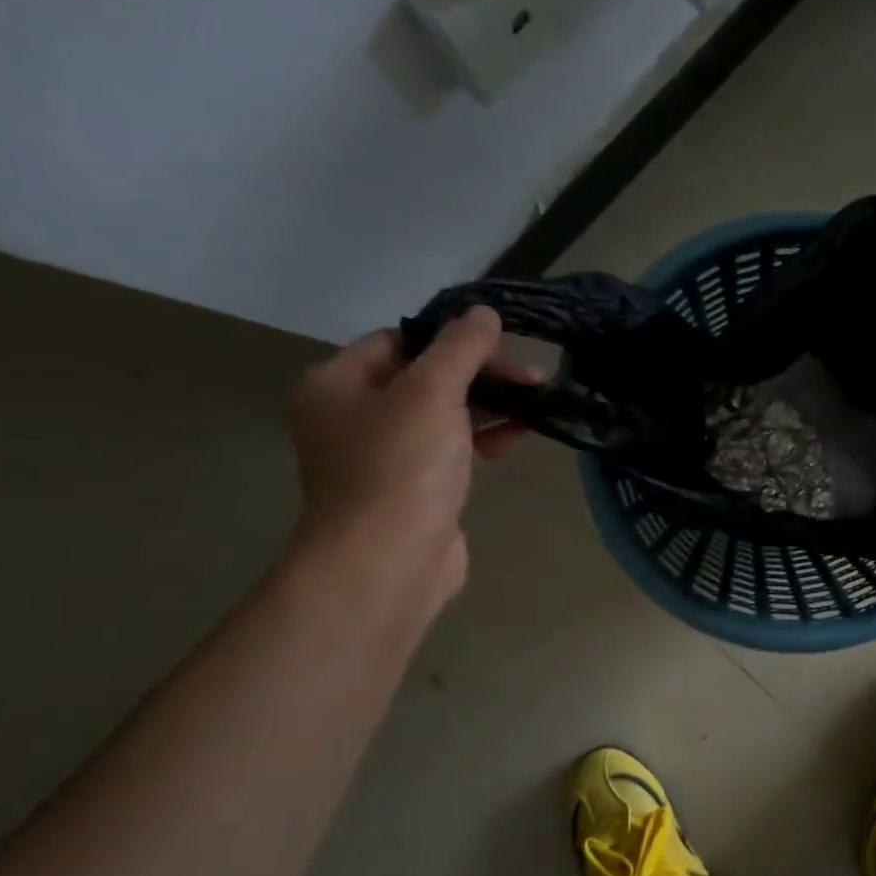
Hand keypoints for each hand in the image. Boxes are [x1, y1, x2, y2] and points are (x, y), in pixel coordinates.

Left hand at [288, 309, 526, 603]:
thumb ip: (461, 347)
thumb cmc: (401, 466)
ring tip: (538, 400)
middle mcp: (352, 416)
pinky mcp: (413, 488)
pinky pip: (451, 449)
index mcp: (336, 384)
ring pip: (443, 414)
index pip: (399, 340)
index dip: (451, 338)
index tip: (500, 344)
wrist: (388, 562)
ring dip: (489, 404)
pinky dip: (483, 438)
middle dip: (481, 373)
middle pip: (425, 376)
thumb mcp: (432, 391)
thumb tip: (483, 313)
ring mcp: (383, 456)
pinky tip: (520, 434)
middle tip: (532, 377)